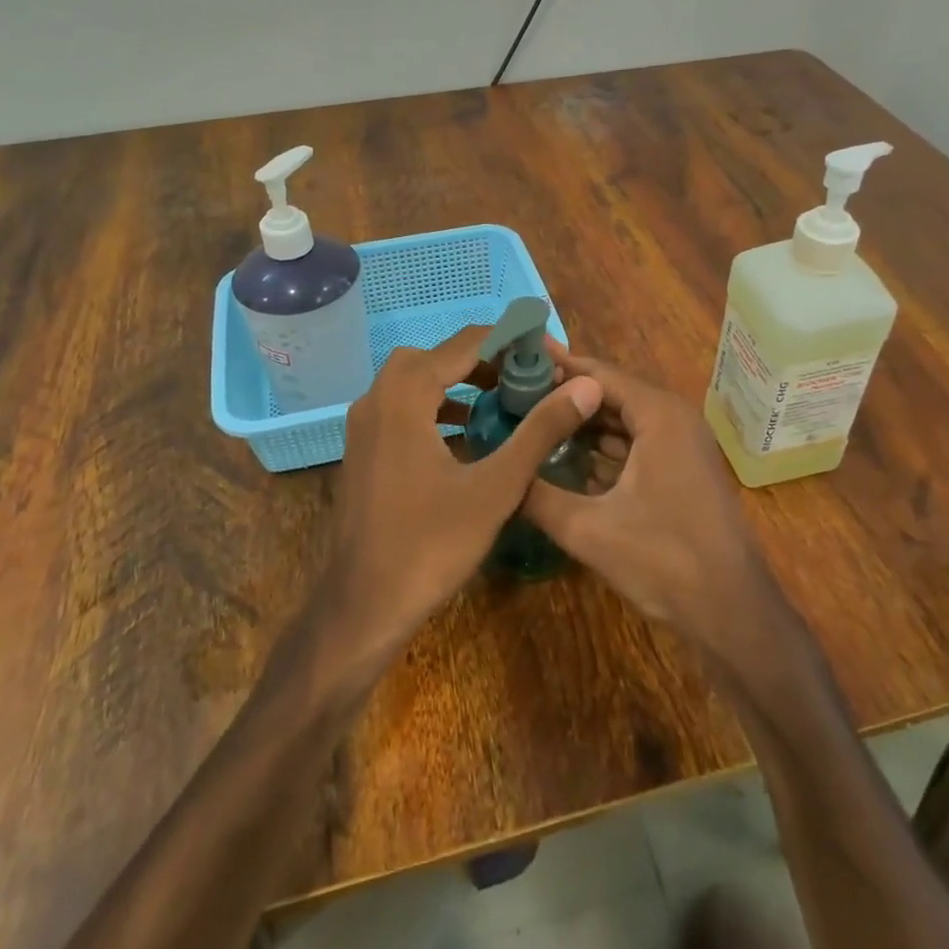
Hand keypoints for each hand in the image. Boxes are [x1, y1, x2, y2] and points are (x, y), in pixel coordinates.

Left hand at [316, 326, 601, 662]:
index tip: (550, 355)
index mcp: (405, 395)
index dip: (512, 341)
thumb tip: (585, 387)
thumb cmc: (430, 545)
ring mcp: (364, 425)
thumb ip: (539, 431)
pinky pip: (403, 408)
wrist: (362, 606)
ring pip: (415, 381)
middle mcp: (377, 398)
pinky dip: (436, 408)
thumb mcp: (496, 487)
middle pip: (437, 355)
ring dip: (458, 382)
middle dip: (484, 359)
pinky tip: (466, 437)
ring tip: (503, 400)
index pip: (467, 343)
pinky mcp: (362, 450)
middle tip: (525, 378)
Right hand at [521, 350, 777, 649]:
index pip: (596, 374)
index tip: (514, 362)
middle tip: (511, 397)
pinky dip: (601, 448)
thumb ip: (537, 495)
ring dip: (581, 423)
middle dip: (563, 396)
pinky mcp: (681, 469)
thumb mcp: (588, 529)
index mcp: (658, 415)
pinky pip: (634, 444)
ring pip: (621, 421)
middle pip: (608, 394)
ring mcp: (681, 444)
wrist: (732, 612)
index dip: (554, 367)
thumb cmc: (664, 560)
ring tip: (529, 423)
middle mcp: (673, 417)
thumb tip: (497, 472)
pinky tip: (563, 458)